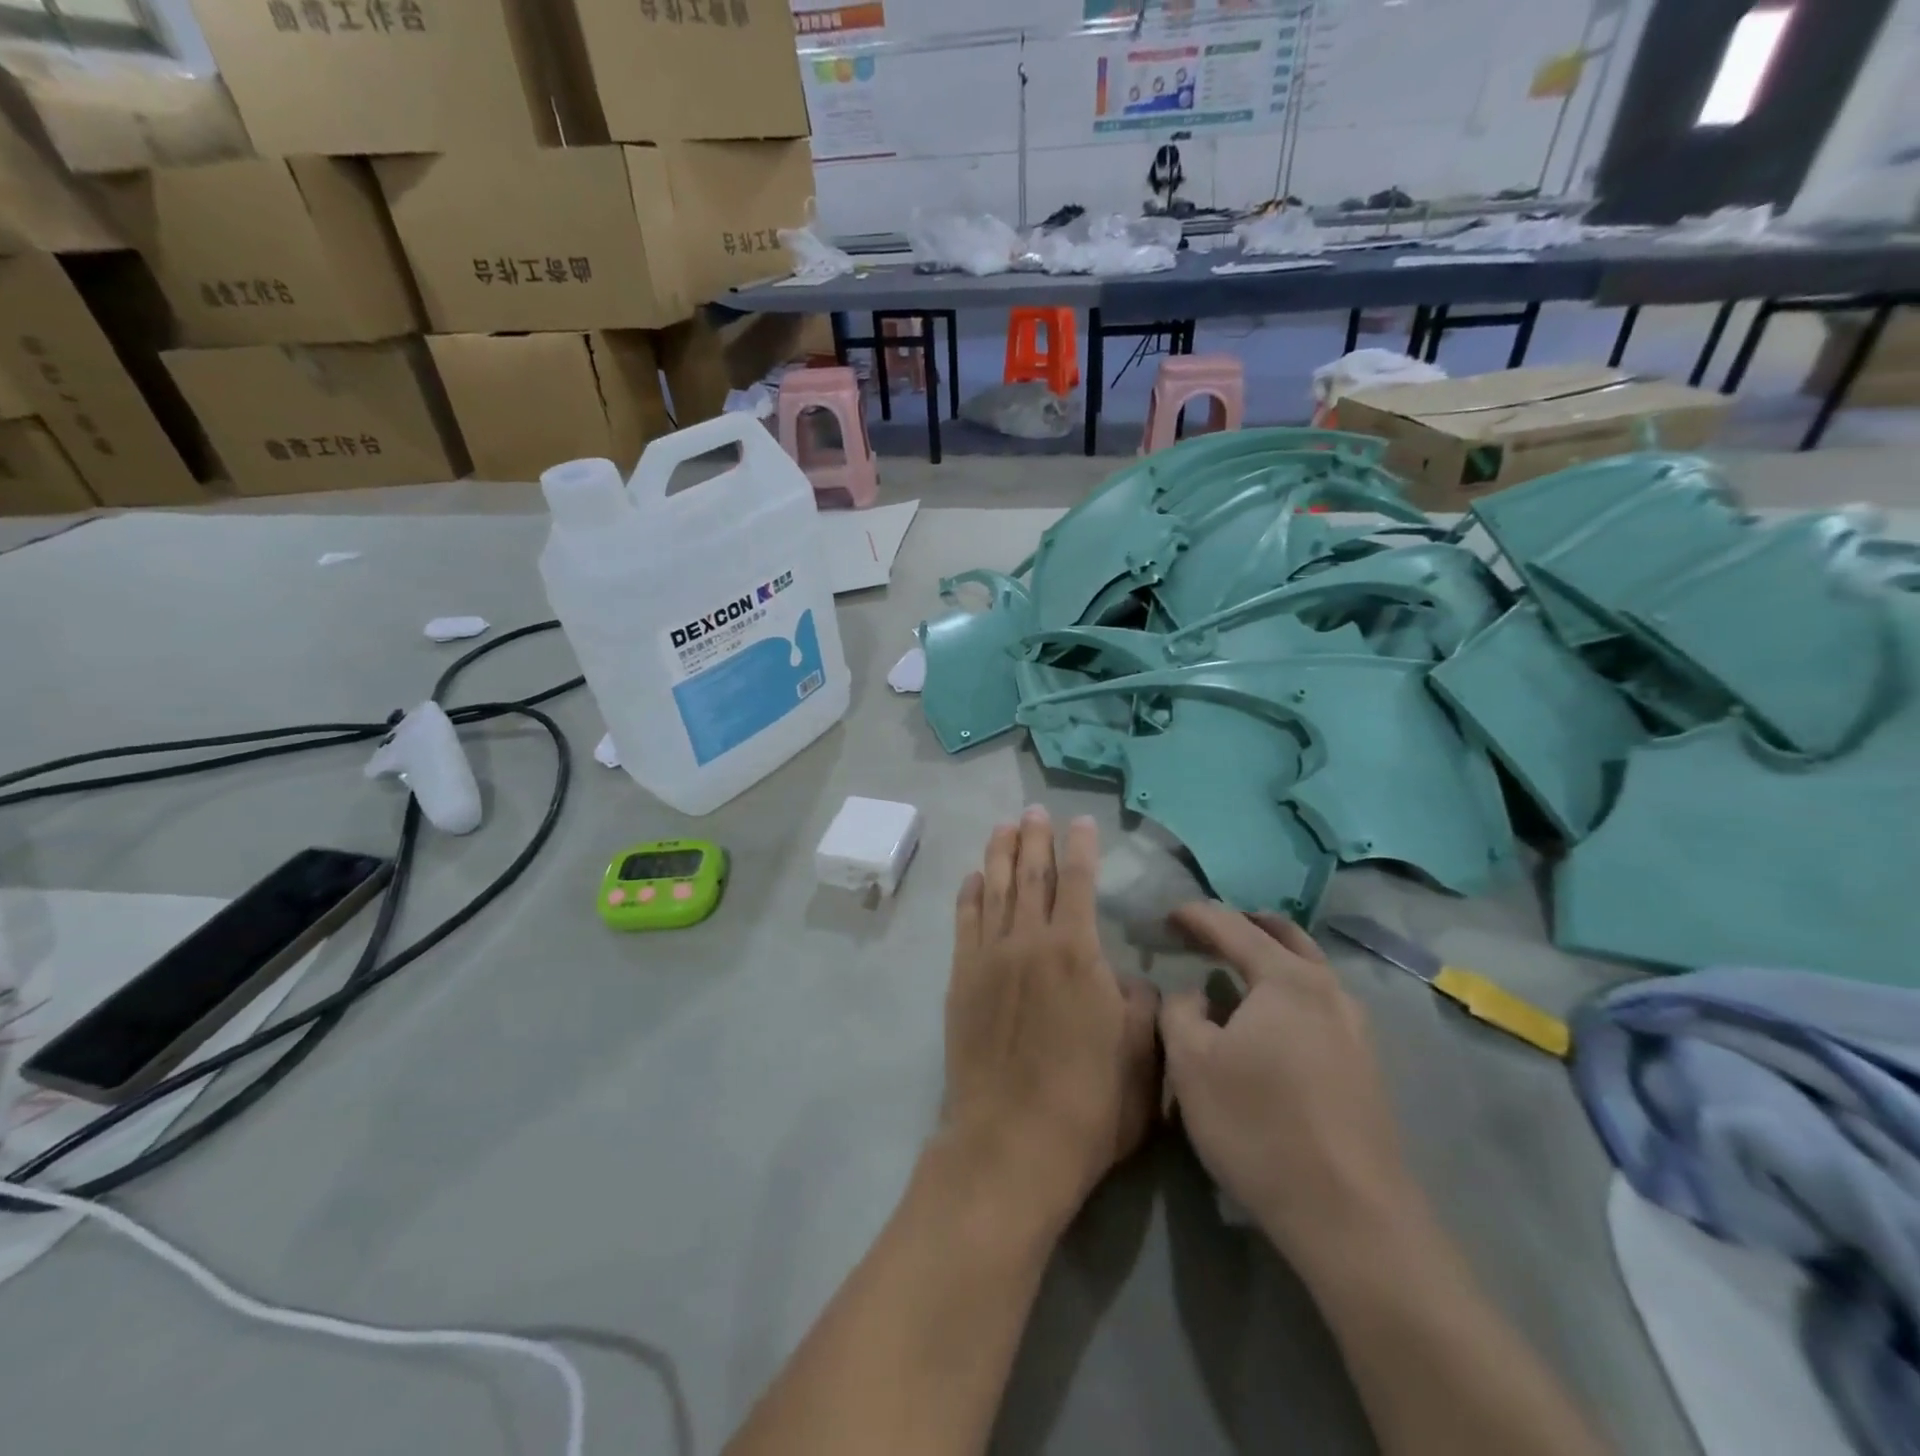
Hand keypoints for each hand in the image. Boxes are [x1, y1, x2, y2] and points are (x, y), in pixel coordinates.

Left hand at [940, 809, 1160, 1235]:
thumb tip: (1128, 980)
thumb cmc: (1088, 1104)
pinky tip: (973, 878)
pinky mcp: (961, 980)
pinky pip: (965, 923)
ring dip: (999, 854)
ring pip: (995, 889)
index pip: (1079, 883)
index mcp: (1076, 953)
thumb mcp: (1140, 1057)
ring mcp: (988, 958)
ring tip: (1003, 826)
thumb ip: (1139, 1005)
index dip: (1081, 848)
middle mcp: (1029, 942)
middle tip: (1034, 810)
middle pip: (1031, 875)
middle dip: (1035, 838)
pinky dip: (969, 895)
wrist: (1011, 1143)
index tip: (1081, 821)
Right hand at [1160, 903, 1416, 1263]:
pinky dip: (1289, 991)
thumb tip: (1195, 995)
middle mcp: (1329, 991)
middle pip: (1284, 936)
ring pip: (1309, 970)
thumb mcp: (1190, 1062)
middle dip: (1242, 923)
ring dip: (1271, 957)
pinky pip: (1320, 1004)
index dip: (1195, 916)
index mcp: (1287, 979)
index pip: (1233, 926)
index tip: (1166, 915)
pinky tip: (1272, 1021)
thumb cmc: (1259, 1126)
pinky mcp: (1366, 1067)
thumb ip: (1179, 1011)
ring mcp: (1356, 1029)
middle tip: (1206, 931)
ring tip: (1237, 968)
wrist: (1351, 1218)